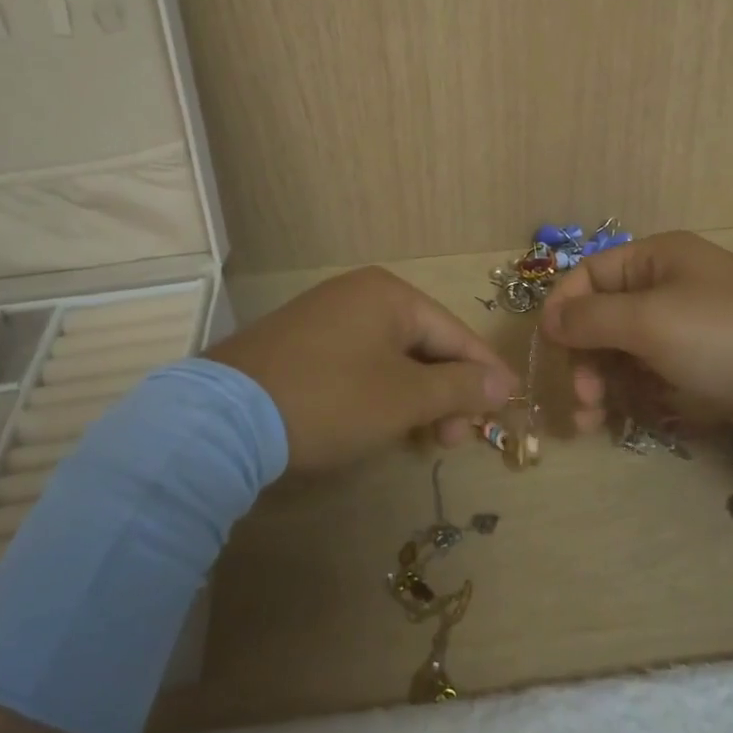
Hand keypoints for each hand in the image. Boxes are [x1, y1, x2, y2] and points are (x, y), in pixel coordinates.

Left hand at [204, 267, 517, 471]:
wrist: (223, 418)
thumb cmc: (331, 399)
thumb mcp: (404, 398)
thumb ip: (458, 387)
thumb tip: (502, 384)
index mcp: (390, 294)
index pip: (455, 332)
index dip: (484, 372)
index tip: (509, 404)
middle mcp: (359, 294)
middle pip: (424, 343)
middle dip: (446, 392)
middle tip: (454, 438)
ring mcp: (326, 316)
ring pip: (392, 357)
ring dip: (416, 397)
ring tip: (423, 439)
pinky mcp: (301, 343)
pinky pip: (360, 363)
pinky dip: (381, 392)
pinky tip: (383, 422)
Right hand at [538, 231, 732, 439]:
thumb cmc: (731, 337)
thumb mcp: (650, 322)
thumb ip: (591, 319)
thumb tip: (549, 319)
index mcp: (657, 259)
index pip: (589, 275)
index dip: (562, 310)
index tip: (548, 353)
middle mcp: (671, 286)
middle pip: (606, 318)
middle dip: (586, 359)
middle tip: (585, 402)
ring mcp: (693, 328)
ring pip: (630, 353)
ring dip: (609, 384)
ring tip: (600, 423)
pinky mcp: (711, 365)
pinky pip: (660, 375)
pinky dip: (643, 396)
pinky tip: (642, 419)